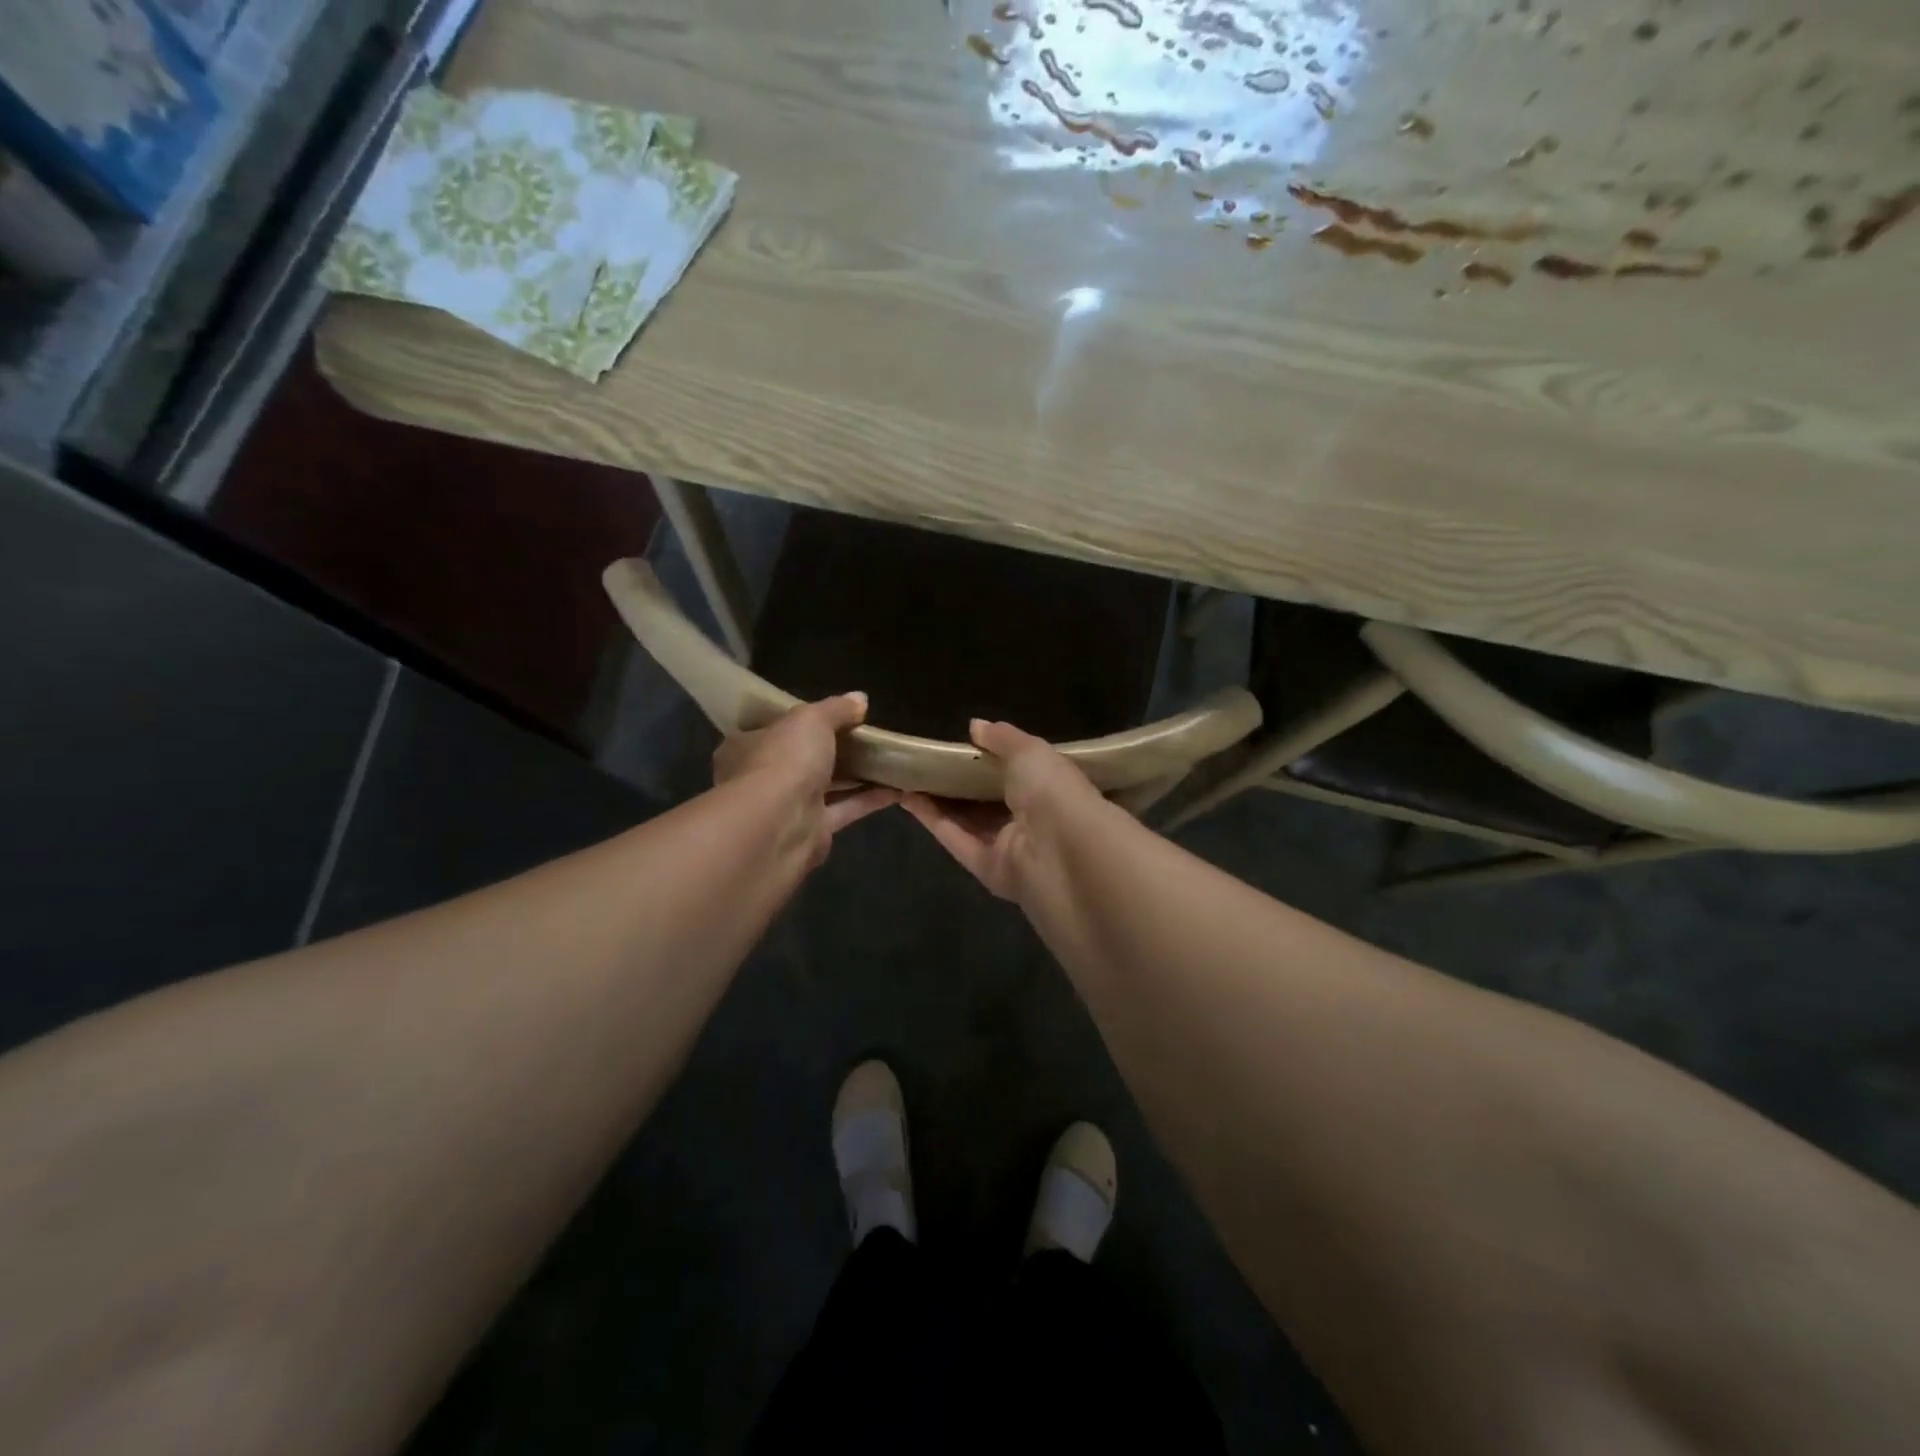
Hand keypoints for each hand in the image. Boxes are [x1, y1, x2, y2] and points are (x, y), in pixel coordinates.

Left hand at [713, 693, 897, 866]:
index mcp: (748, 746)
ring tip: (888, 760)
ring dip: (855, 775)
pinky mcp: (813, 831)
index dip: (800, 722)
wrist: (779, 826)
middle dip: (832, 750)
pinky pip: (845, 809)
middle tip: (866, 737)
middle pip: (802, 759)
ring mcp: (788, 807)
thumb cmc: (784, 760)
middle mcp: (763, 777)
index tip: (831, 715)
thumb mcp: (811, 719)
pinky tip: (897, 787)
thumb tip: (861, 698)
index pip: (772, 729)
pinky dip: (868, 798)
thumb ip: (836, 709)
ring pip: (826, 786)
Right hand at [903, 719, 1102, 900]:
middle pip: (983, 799)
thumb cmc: (1053, 790)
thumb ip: (1002, 738)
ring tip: (905, 776)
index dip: (982, 760)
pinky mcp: (986, 868)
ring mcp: (1006, 846)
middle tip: (921, 760)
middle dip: (954, 782)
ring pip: (965, 821)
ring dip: (936, 800)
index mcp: (1045, 787)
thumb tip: (974, 725)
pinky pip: (956, 839)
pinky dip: (932, 819)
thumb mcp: (1030, 751)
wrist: (1064, 849)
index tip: (952, 744)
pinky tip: (907, 797)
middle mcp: (1026, 818)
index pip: (1011, 772)